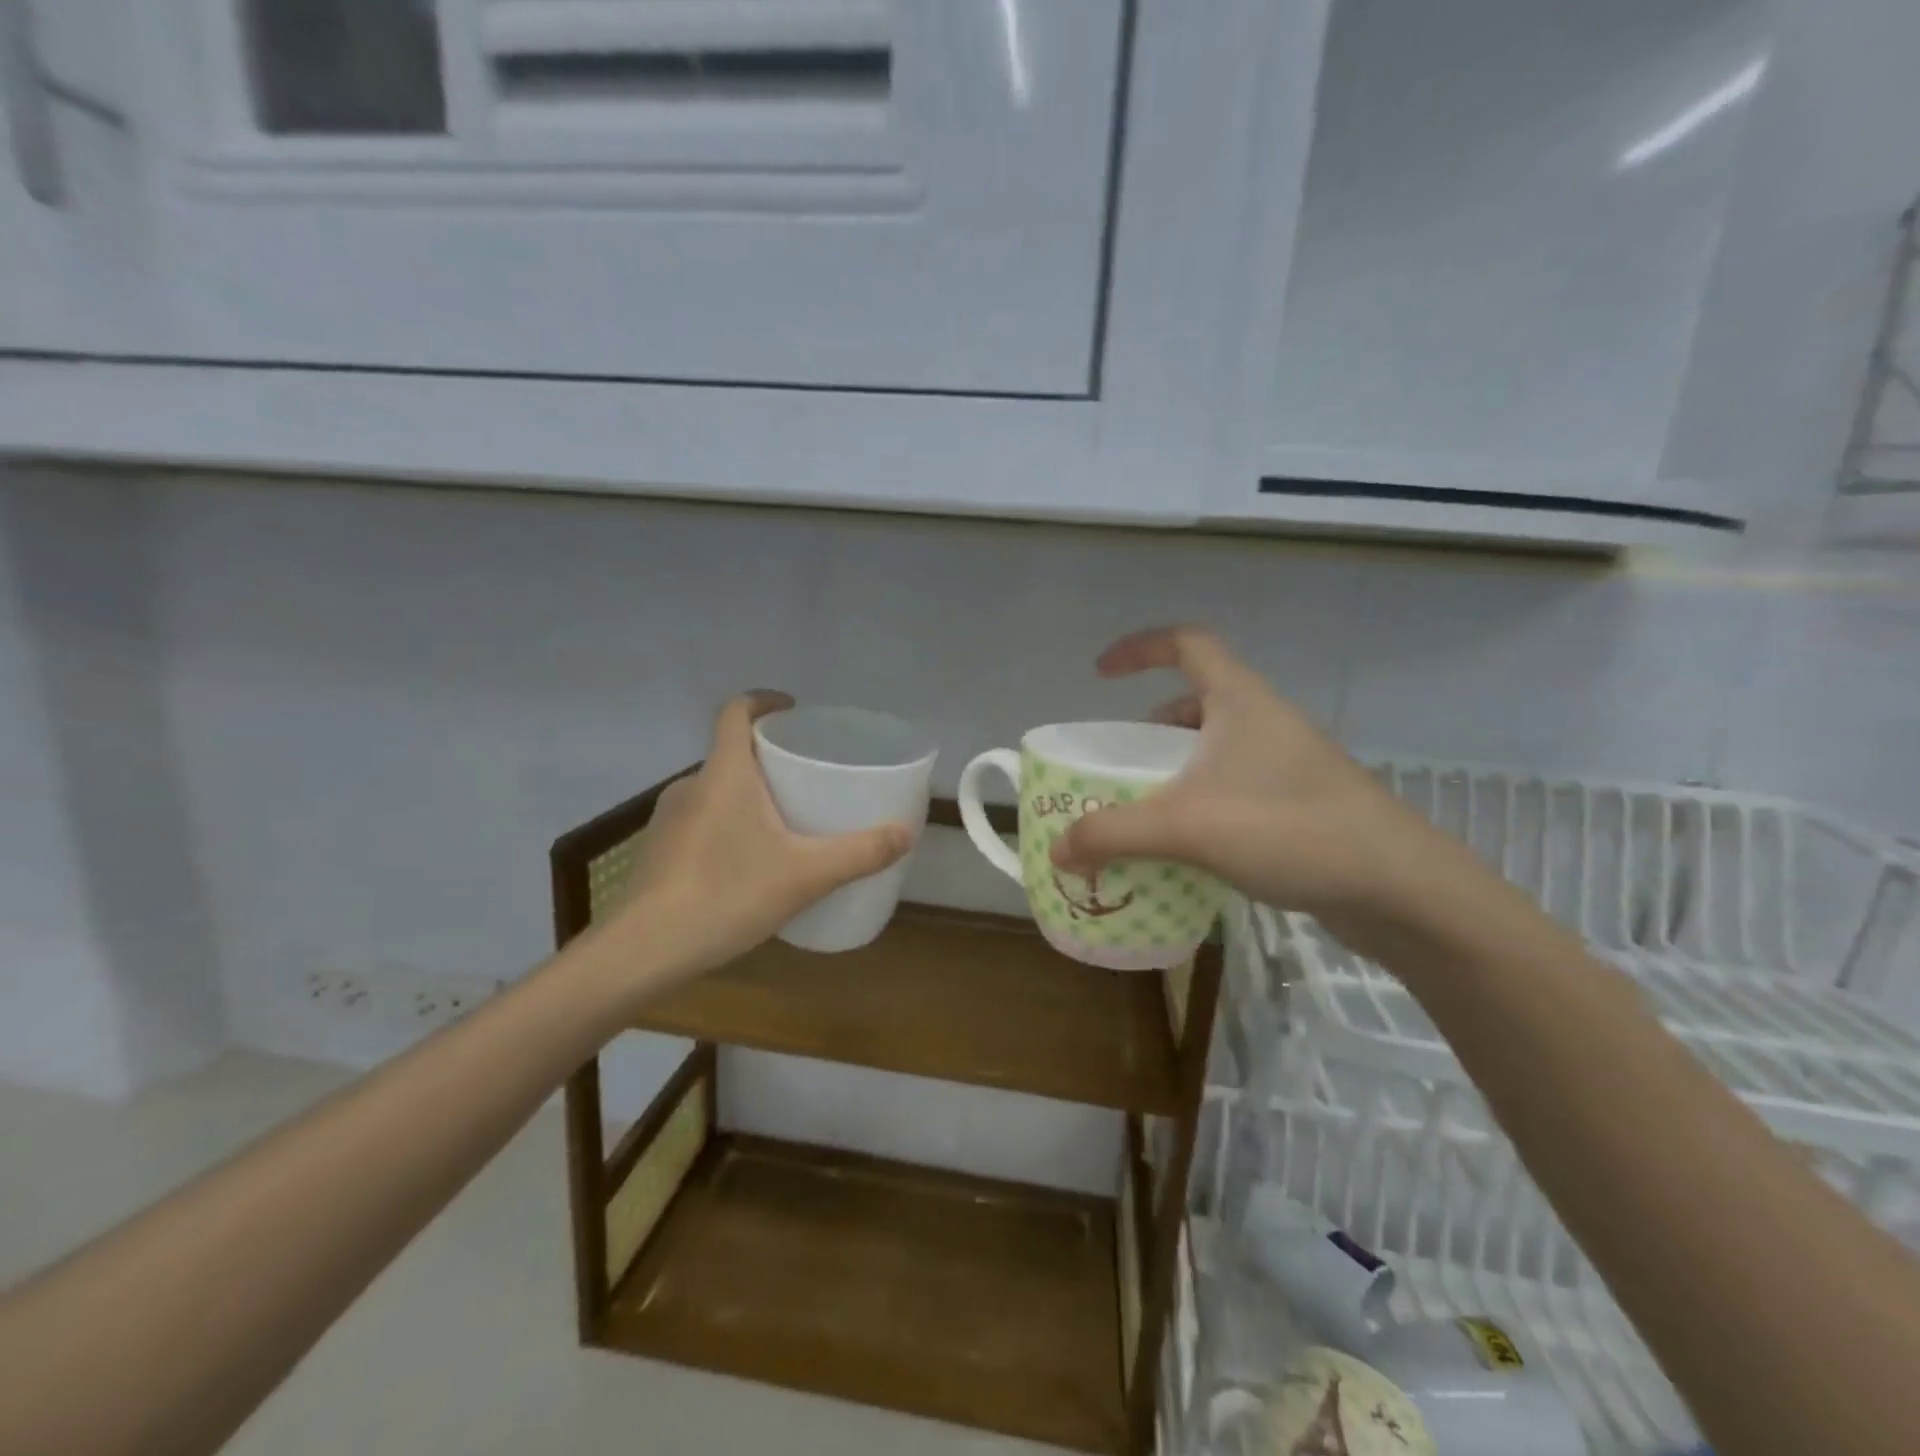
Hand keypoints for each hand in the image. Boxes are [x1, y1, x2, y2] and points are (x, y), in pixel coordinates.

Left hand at [606, 691, 913, 979]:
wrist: (642, 952)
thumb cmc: (726, 894)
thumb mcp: (806, 875)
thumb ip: (860, 853)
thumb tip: (906, 833)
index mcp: (724, 773)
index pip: (736, 711)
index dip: (764, 701)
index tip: (794, 712)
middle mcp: (690, 786)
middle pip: (731, 753)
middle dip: (769, 759)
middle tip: (806, 779)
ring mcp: (667, 820)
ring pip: (716, 791)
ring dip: (748, 796)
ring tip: (784, 825)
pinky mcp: (657, 852)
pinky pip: (700, 822)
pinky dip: (727, 827)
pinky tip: (747, 866)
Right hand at [1048, 627, 1452, 922]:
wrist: (1398, 887)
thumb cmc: (1288, 829)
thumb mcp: (1185, 827)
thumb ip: (1113, 834)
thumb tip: (1058, 848)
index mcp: (1240, 700)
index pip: (1186, 643)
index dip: (1139, 648)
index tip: (1101, 674)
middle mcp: (1266, 720)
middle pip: (1199, 699)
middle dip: (1153, 725)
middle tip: (1122, 759)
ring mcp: (1290, 762)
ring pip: (1220, 747)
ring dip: (1179, 768)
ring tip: (1148, 806)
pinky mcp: (1304, 803)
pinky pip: (1238, 785)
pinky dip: (1204, 801)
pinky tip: (1191, 845)